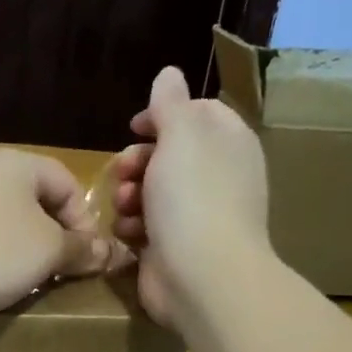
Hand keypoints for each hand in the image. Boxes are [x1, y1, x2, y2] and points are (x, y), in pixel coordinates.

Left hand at [0, 147, 108, 326]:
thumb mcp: (50, 250)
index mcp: (16, 164)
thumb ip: (81, 249)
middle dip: (56, 237)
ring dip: (26, 252)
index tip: (88, 256)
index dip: (85, 219)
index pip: (67, 182)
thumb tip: (105, 253)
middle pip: (36, 202)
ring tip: (34, 281)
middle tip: (64, 270)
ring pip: (8, 224)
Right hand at [110, 67, 270, 324]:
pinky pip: (145, 228)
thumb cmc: (193, 198)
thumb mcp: (181, 135)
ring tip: (125, 207)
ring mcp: (195, 216)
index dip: (163, 116)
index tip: (135, 126)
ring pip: (151, 193)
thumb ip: (171, 102)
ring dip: (129, 195)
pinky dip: (133, 228)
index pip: (196, 114)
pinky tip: (128, 234)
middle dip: (137, 161)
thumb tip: (170, 74)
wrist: (201, 277)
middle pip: (167, 155)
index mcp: (228, 143)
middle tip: (123, 172)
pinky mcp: (174, 249)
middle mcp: (216, 177)